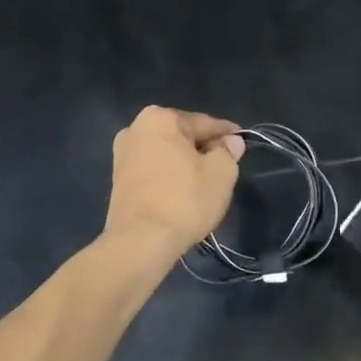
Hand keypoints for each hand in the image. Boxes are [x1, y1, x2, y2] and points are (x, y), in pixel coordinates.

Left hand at [105, 107, 245, 256]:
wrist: (140, 242)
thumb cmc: (184, 199)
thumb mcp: (221, 173)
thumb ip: (228, 151)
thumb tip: (230, 142)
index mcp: (159, 118)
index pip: (203, 123)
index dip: (227, 134)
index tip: (242, 142)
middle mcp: (135, 129)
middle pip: (182, 136)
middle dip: (203, 148)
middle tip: (226, 165)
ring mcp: (122, 156)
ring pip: (167, 155)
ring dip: (185, 164)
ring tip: (206, 182)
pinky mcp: (118, 181)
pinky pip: (153, 171)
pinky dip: (170, 178)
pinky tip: (183, 194)